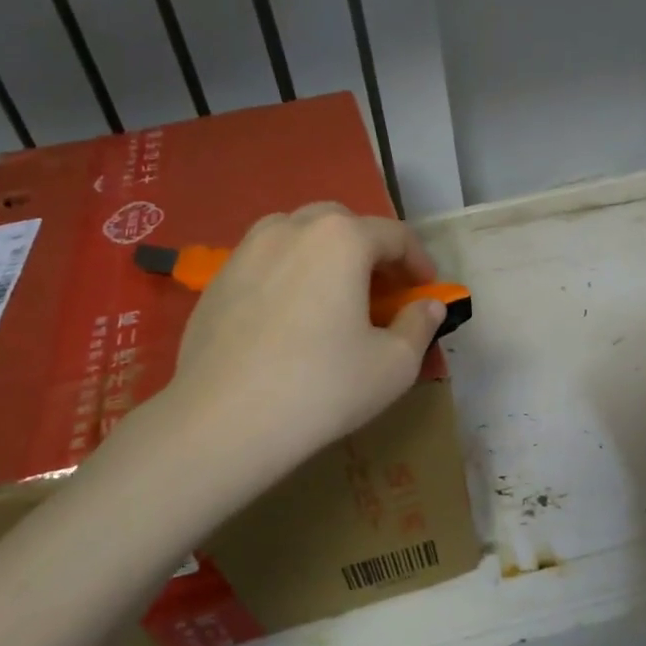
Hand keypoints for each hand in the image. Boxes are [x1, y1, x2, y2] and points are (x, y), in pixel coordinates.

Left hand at [167, 204, 445, 472]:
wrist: (223, 421)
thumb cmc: (322, 388)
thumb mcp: (394, 365)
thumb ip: (419, 325)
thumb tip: (428, 306)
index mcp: (341, 239)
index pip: (394, 235)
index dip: (419, 262)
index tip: (428, 291)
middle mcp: (291, 228)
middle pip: (342, 223)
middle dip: (370, 249)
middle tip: (381, 290)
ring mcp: (246, 250)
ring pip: (297, 234)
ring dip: (325, 254)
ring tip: (333, 295)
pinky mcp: (217, 280)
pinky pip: (265, 261)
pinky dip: (288, 273)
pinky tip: (289, 316)